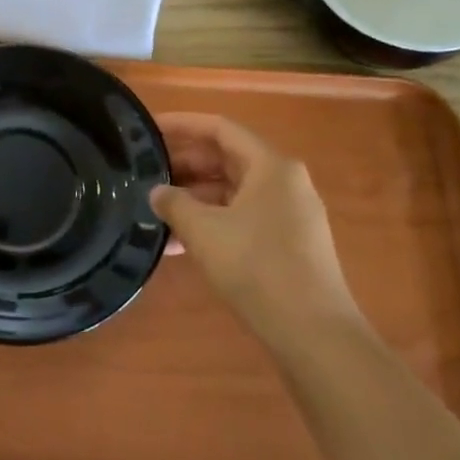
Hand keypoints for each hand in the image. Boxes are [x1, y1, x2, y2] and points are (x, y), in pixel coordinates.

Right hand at [152, 113, 360, 344]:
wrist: (314, 334)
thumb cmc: (257, 267)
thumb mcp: (203, 231)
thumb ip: (174, 203)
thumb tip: (157, 192)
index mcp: (271, 166)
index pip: (220, 128)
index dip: (182, 124)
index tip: (148, 129)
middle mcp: (285, 182)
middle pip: (227, 158)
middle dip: (184, 164)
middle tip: (145, 170)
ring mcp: (290, 214)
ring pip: (233, 191)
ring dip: (194, 197)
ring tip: (155, 208)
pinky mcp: (289, 243)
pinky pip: (242, 217)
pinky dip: (212, 221)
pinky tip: (179, 243)